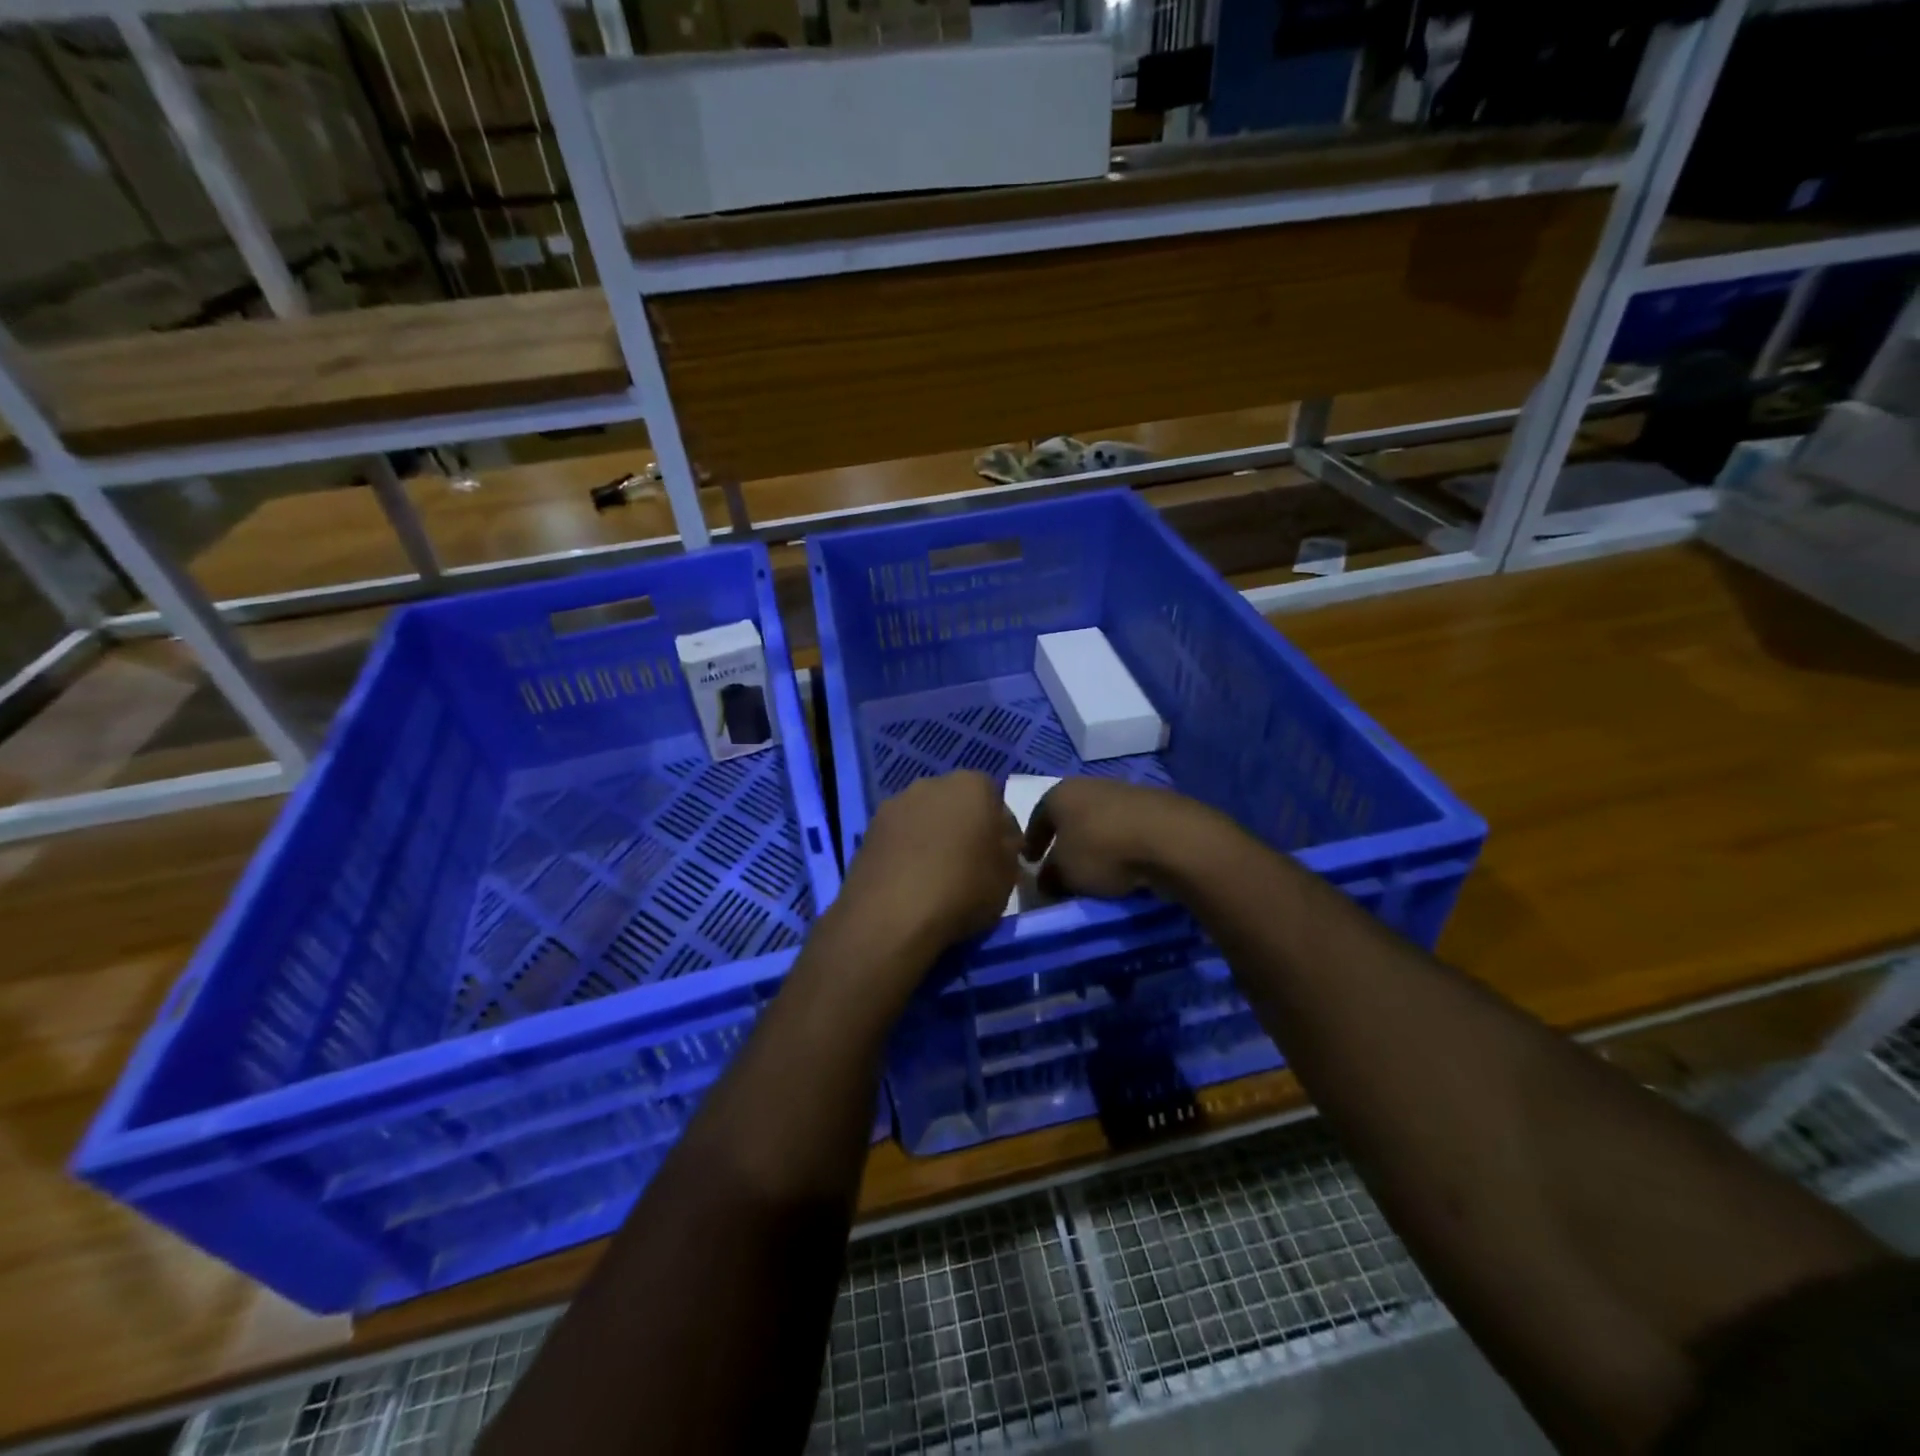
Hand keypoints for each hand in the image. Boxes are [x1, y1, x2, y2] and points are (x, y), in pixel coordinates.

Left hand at [836, 771, 1022, 956]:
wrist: (891, 914)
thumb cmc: (963, 888)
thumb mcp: (1008, 874)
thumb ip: (1008, 848)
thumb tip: (1000, 841)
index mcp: (972, 785)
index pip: (995, 799)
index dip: (1000, 830)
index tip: (1000, 858)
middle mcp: (931, 783)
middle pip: (956, 803)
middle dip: (962, 827)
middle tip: (968, 864)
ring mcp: (895, 804)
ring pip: (924, 818)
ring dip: (930, 838)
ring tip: (934, 876)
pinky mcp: (868, 829)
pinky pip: (898, 837)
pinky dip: (905, 852)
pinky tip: (909, 882)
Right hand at [1025, 778, 1223, 899]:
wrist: (1170, 838)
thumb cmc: (1102, 850)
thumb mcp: (1064, 873)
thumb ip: (1049, 877)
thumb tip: (1046, 881)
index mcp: (1060, 793)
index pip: (1037, 817)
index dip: (1032, 842)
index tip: (1030, 862)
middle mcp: (1089, 785)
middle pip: (1070, 816)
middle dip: (1065, 840)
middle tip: (1063, 866)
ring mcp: (1125, 792)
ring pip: (1100, 821)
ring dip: (1096, 843)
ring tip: (1097, 870)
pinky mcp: (1154, 806)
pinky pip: (1127, 829)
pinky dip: (1122, 845)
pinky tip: (1126, 865)